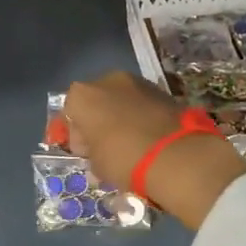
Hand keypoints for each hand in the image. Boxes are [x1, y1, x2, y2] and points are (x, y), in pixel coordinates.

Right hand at [62, 72, 245, 229]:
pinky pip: (142, 104)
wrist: (177, 155)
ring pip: (121, 100)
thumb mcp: (96, 165)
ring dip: (121, 117)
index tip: (85, 153)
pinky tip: (148, 138)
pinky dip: (141, 117)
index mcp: (82, 95)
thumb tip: (98, 152)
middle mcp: (107, 80)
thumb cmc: (124, 158)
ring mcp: (138, 82)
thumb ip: (91, 153)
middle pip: (96, 100)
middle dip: (99, 121)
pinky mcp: (163, 90)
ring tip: (130, 143)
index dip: (76, 135)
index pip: (69, 113)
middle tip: (105, 148)